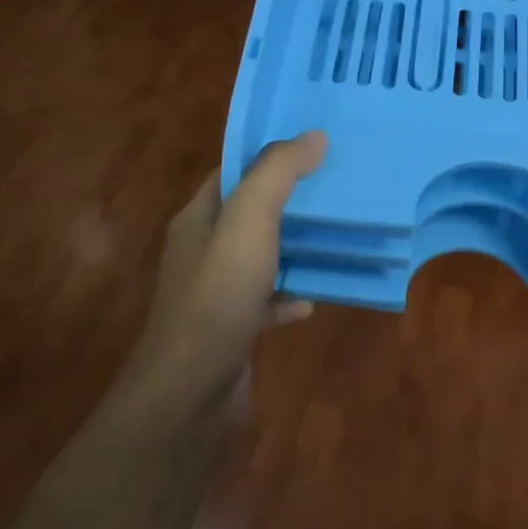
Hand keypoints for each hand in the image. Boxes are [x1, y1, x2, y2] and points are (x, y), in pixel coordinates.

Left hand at [125, 131, 327, 410]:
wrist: (190, 393)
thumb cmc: (217, 296)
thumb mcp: (248, 222)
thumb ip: (277, 174)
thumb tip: (313, 136)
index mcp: (198, 217)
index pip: (232, 171)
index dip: (268, 155)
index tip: (314, 144)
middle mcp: (203, 249)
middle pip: (249, 212)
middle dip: (289, 198)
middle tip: (336, 185)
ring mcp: (216, 291)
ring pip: (260, 256)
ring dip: (293, 246)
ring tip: (337, 234)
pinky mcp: (232, 327)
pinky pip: (266, 300)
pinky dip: (289, 296)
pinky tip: (313, 298)